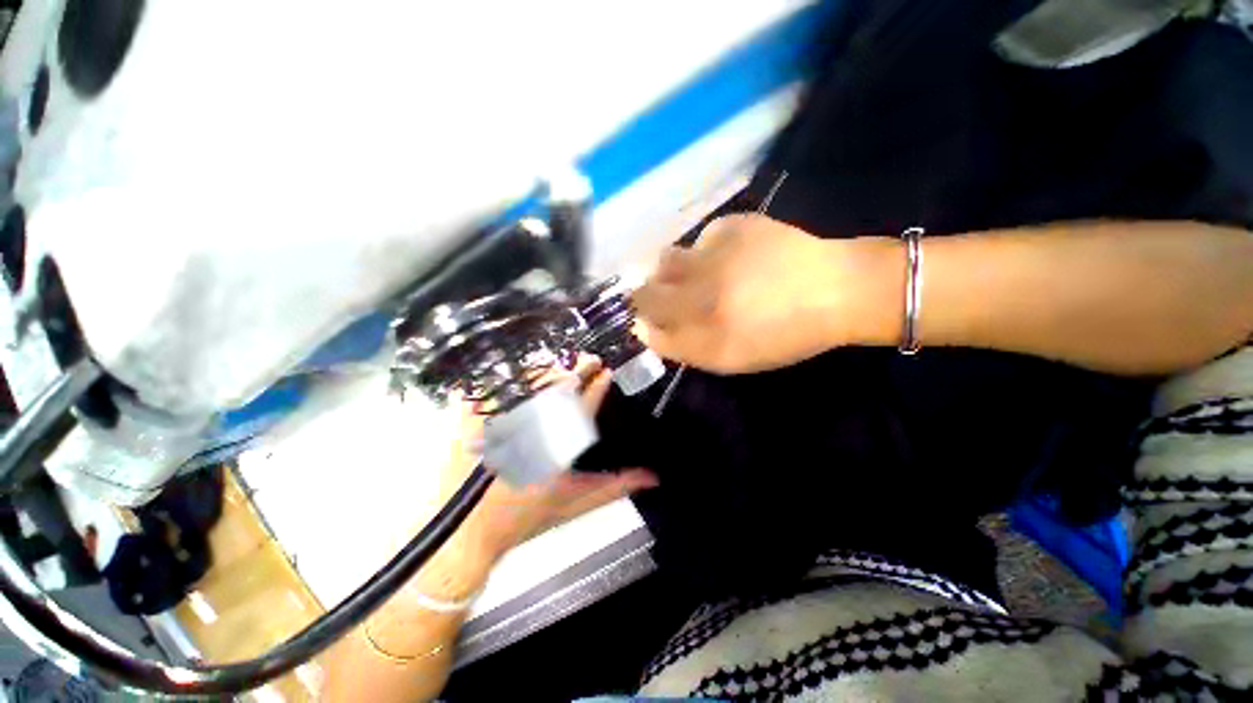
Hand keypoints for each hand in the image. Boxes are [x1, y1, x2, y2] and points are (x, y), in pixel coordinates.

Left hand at [439, 356, 657, 563]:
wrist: (465, 533)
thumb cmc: (525, 517)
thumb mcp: (576, 503)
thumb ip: (617, 486)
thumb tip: (653, 477)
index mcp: (557, 447)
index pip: (583, 405)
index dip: (597, 384)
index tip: (606, 371)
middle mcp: (529, 428)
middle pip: (556, 386)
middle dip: (577, 368)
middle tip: (590, 360)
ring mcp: (500, 420)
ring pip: (530, 381)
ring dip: (550, 370)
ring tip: (562, 368)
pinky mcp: (473, 418)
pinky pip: (496, 385)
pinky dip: (514, 377)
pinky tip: (526, 374)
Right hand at [633, 213, 899, 373]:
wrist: (836, 290)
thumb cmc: (783, 335)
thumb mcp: (730, 359)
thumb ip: (682, 348)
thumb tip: (644, 329)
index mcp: (700, 320)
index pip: (645, 317)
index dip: (643, 320)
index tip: (653, 322)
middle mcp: (699, 283)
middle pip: (647, 288)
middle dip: (649, 297)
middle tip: (670, 303)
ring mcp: (715, 250)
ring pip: (667, 260)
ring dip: (671, 273)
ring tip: (697, 279)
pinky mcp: (734, 224)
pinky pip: (701, 240)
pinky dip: (705, 253)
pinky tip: (729, 260)